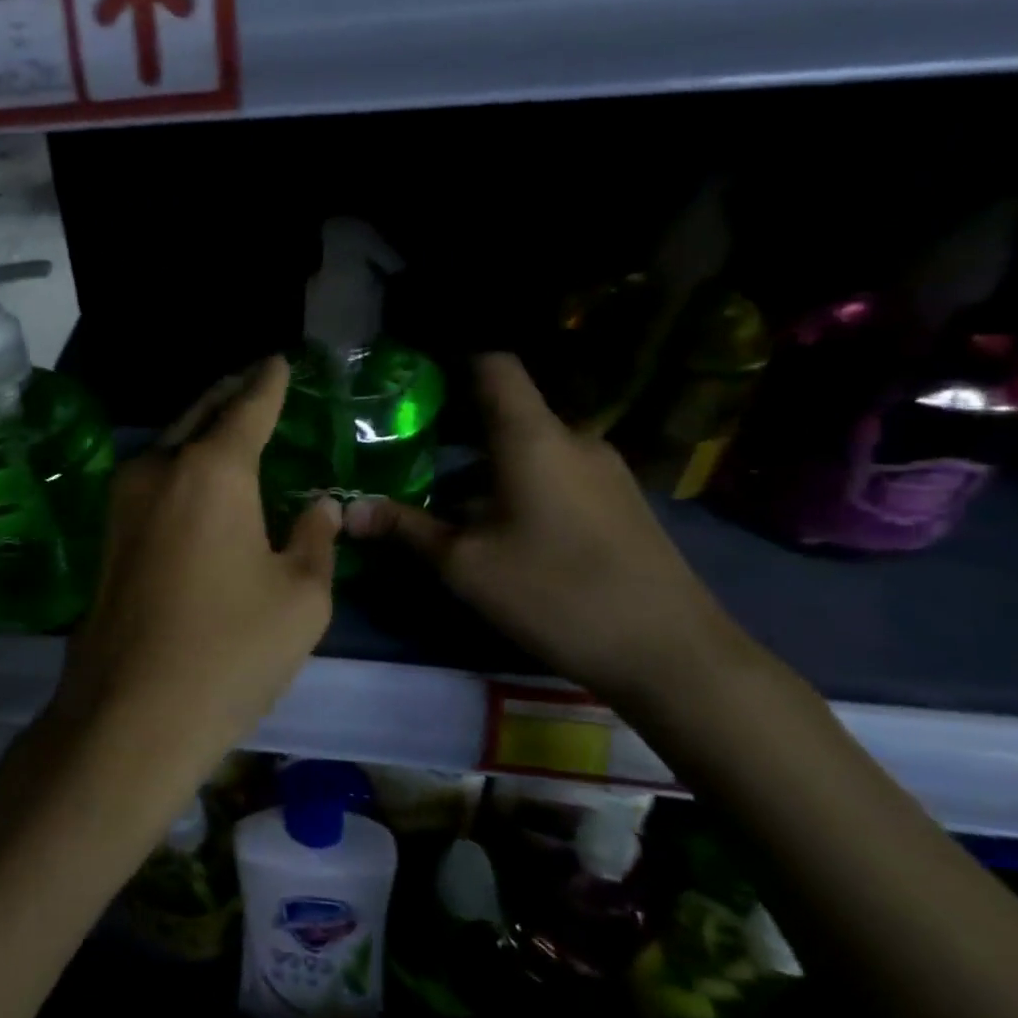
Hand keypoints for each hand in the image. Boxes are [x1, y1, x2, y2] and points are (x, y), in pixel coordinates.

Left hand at [53, 358, 340, 768]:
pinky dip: (182, 465)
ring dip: (201, 430)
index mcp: (211, 471)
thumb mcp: (300, 598)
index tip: (278, 360)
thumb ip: (315, 539)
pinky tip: (201, 483)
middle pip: (199, 414)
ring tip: (232, 426)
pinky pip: (154, 480)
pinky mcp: (108, 536)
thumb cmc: (229, 652)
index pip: (247, 406)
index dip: (268, 382)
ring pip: (170, 445)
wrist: (129, 715)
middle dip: (229, 395)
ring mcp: (122, 502)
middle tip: (255, 382)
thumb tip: (321, 507)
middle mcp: (159, 470)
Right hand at [345, 354, 746, 706]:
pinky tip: (504, 532)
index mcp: (533, 438)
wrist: (670, 652)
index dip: (454, 366)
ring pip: (531, 449)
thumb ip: (406, 528)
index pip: (494, 366)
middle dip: (457, 433)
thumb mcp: (466, 565)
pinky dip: (521, 486)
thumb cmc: (555, 593)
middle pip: (508, 413)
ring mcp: (605, 470)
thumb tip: (347, 511)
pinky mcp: (621, 501)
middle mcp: (573, 439)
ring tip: (449, 506)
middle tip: (412, 458)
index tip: (415, 389)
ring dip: (488, 468)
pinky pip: (558, 474)